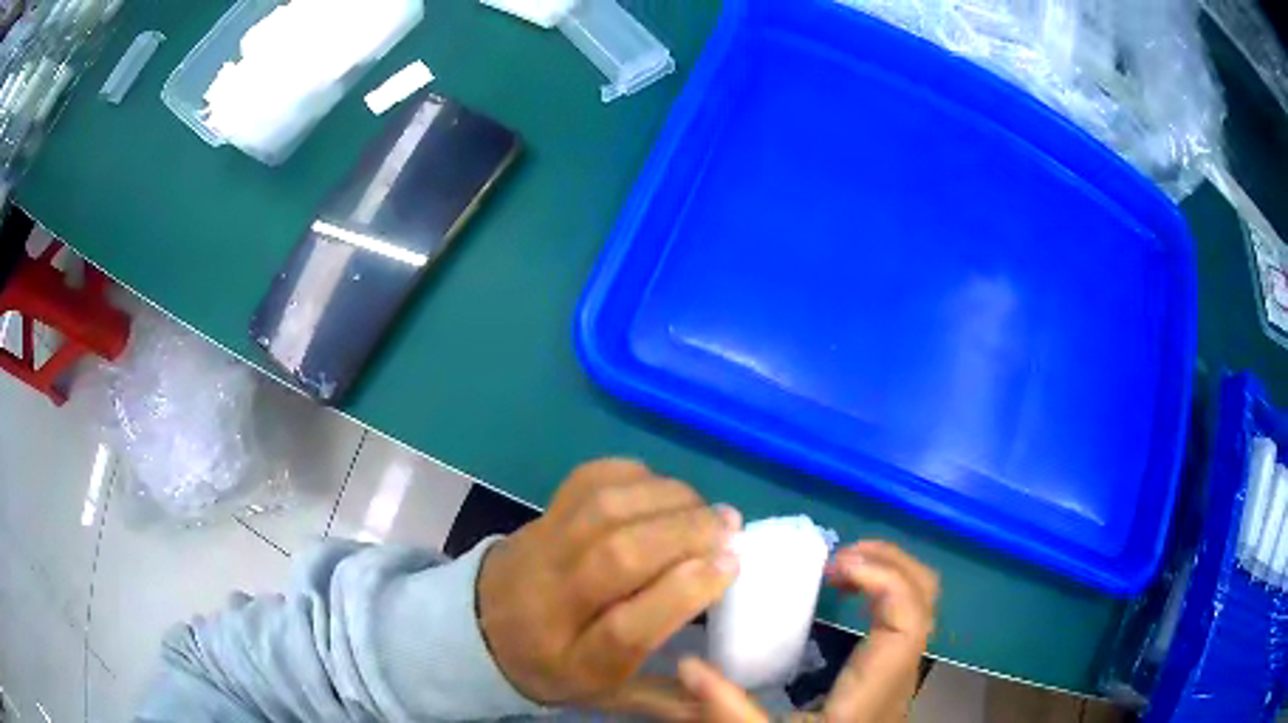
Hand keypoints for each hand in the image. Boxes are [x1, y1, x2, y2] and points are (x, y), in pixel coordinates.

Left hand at [478, 459, 741, 718]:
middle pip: (615, 558)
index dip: (684, 592)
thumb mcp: (608, 697)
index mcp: (573, 661)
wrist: (482, 625)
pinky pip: (587, 481)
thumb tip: (725, 691)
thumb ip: (668, 699)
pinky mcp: (540, 514)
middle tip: (729, 527)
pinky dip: (635, 476)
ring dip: (667, 499)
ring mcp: (540, 550)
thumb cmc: (557, 665)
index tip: (730, 565)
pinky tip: (662, 491)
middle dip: (684, 534)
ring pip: (602, 510)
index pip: (626, 629)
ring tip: (704, 508)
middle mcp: (551, 603)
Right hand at [678, 541, 937, 721]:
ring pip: (921, 603)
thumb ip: (726, 709)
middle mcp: (900, 674)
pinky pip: (904, 616)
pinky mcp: (891, 674)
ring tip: (837, 570)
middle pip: (926, 598)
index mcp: (875, 690)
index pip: (908, 619)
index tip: (833, 565)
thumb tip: (687, 665)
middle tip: (835, 558)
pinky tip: (844, 598)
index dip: (884, 577)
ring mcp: (901, 672)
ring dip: (887, 571)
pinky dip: (882, 590)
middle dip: (889, 561)